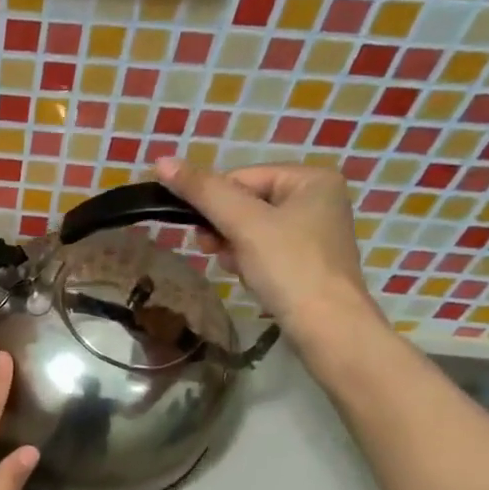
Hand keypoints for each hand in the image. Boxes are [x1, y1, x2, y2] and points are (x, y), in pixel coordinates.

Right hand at [154, 158, 378, 341]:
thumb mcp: (243, 224)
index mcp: (311, 178)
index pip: (241, 178)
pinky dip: (249, 262)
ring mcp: (314, 231)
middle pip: (246, 203)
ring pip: (251, 229)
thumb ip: (203, 191)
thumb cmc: (288, 267)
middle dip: (225, 229)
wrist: (326, 327)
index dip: (215, 205)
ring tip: (235, 268)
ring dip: (233, 247)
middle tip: (213, 251)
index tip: (204, 233)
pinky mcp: (307, 261)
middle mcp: (318, 198)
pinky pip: (264, 250)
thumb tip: (162, 162)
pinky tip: (249, 278)